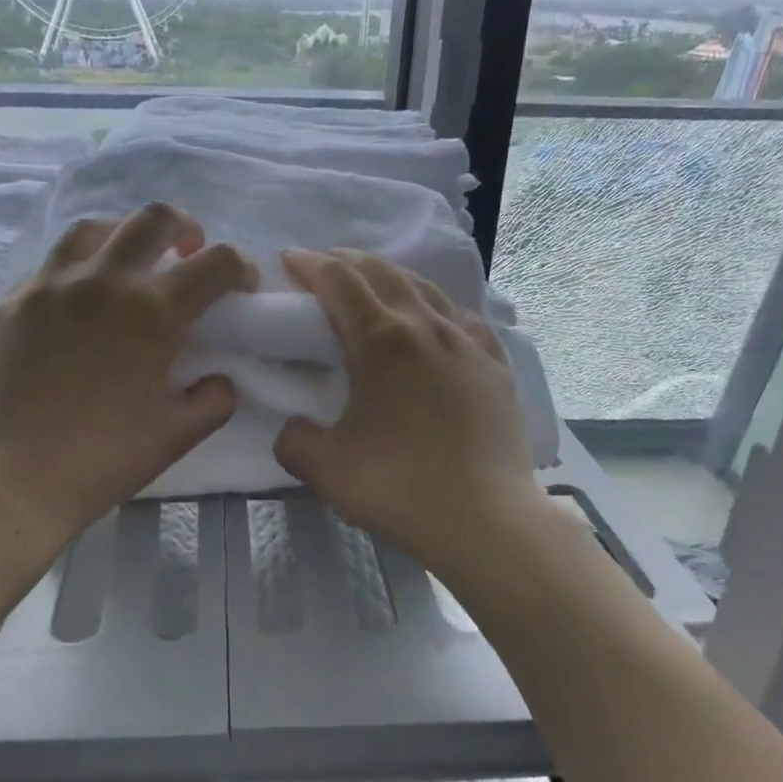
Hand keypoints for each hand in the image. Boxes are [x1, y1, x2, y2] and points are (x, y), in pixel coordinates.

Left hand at [0, 203, 255, 576]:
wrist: (11, 481)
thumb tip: (221, 377)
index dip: (240, 268)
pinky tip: (75, 305)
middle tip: (187, 252)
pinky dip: (75, 273)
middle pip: (153, 219)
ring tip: (126, 266)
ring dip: (123, 237)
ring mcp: (49, 286)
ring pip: (92, 228)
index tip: (241, 287)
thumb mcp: (178, 435)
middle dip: (184, 227)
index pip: (216, 263)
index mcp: (153, 312)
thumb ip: (214, 398)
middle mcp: (103, 282)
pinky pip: (48, 268)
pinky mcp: (10, 303)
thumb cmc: (103, 460)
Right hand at [276, 249, 543, 580]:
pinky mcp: (495, 362)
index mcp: (381, 341)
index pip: (339, 281)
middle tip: (321, 267)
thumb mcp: (325, 468)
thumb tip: (293, 427)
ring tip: (369, 283)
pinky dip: (432, 303)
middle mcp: (426, 326)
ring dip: (387, 275)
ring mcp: (467, 340)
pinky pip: (459, 314)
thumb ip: (293, 438)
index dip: (309, 265)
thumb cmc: (400, 488)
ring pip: (423, 286)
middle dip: (345, 261)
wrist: (487, 520)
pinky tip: (430, 315)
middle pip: (381, 272)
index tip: (288, 261)